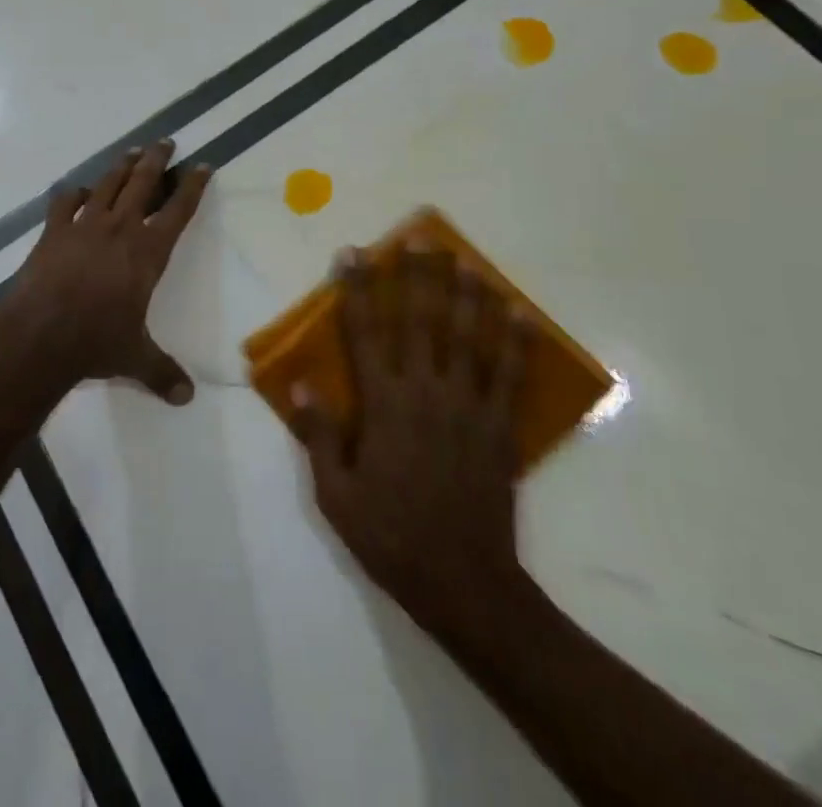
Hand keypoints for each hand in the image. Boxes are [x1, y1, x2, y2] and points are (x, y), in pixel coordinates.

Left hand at [3, 139, 210, 404]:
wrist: (41, 334)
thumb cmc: (96, 342)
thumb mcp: (135, 358)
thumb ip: (162, 373)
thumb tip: (186, 398)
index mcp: (148, 252)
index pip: (179, 210)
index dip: (192, 185)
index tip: (202, 165)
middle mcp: (120, 228)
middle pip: (144, 183)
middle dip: (157, 159)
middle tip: (166, 141)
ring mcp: (84, 225)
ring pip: (109, 184)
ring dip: (122, 166)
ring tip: (132, 152)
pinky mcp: (54, 231)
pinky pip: (66, 201)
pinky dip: (75, 192)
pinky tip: (79, 191)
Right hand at [292, 246, 539, 650]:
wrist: (466, 585)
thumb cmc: (391, 537)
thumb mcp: (336, 496)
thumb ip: (319, 436)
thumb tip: (301, 384)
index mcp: (384, 405)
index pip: (366, 333)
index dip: (358, 290)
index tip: (354, 254)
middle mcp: (425, 392)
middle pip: (421, 321)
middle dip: (417, 275)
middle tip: (417, 237)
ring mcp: (468, 407)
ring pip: (468, 338)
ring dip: (466, 295)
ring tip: (465, 260)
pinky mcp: (499, 428)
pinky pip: (510, 375)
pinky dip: (516, 342)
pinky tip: (520, 314)